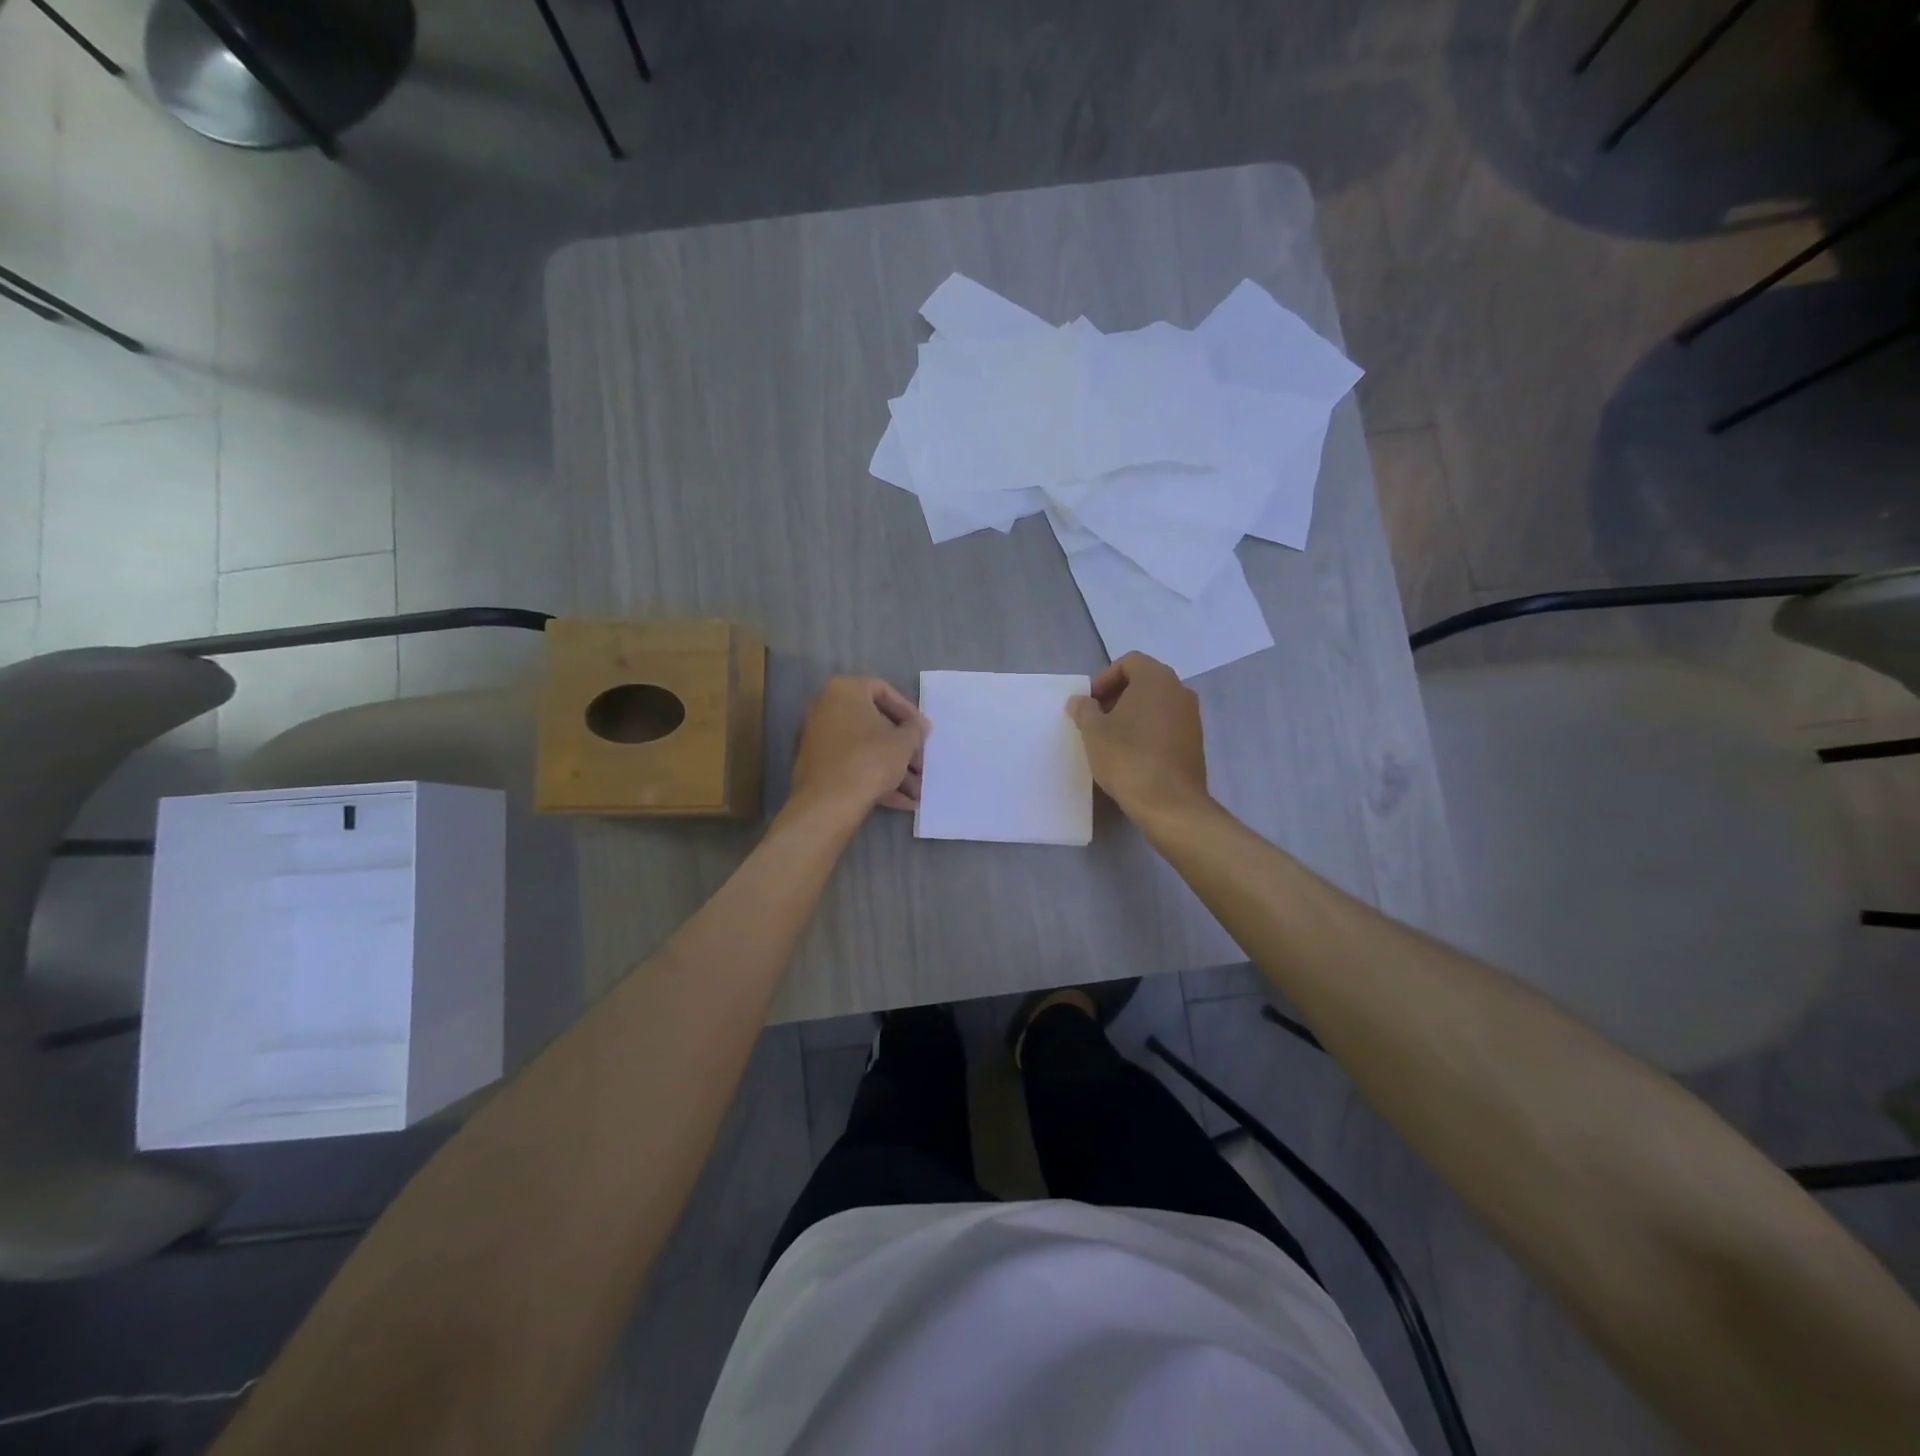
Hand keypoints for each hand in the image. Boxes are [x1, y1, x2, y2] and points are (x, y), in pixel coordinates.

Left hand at [789, 676, 930, 819]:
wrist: (829, 803)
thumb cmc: (870, 759)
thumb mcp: (904, 742)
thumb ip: (915, 729)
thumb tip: (918, 727)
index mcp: (844, 690)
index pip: (884, 690)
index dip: (909, 712)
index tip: (923, 732)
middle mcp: (825, 708)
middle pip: (874, 723)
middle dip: (902, 747)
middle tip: (921, 763)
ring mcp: (818, 739)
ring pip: (864, 749)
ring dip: (893, 768)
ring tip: (917, 791)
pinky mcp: (816, 767)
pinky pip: (852, 766)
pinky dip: (875, 778)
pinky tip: (901, 801)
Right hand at [1066, 652, 1209, 819]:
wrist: (1169, 803)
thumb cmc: (1127, 758)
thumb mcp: (1094, 732)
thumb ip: (1084, 710)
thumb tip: (1080, 701)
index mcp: (1156, 679)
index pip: (1129, 662)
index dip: (1104, 678)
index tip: (1090, 703)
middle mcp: (1179, 690)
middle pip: (1144, 681)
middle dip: (1117, 696)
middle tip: (1096, 720)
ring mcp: (1191, 717)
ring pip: (1156, 704)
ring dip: (1132, 714)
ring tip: (1111, 739)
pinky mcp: (1195, 741)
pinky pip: (1166, 724)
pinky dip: (1148, 730)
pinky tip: (1132, 754)